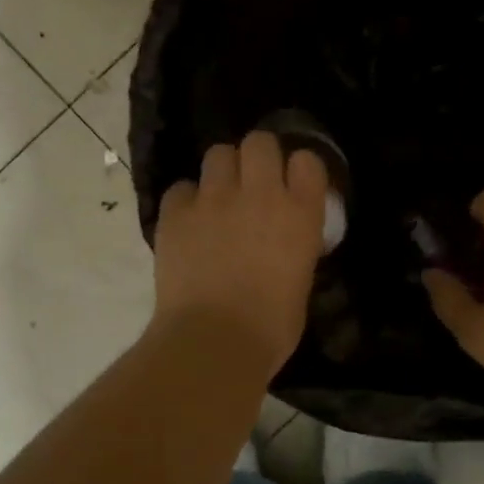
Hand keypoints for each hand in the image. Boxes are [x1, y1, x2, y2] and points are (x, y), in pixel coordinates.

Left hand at [151, 132, 329, 379]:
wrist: (213, 341)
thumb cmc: (270, 328)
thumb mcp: (300, 282)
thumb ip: (295, 249)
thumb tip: (284, 244)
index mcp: (300, 213)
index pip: (307, 161)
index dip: (298, 170)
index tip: (293, 186)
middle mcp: (260, 194)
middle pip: (259, 142)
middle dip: (257, 157)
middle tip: (252, 184)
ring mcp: (214, 199)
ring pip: (218, 153)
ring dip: (221, 172)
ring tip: (218, 199)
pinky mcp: (176, 213)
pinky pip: (181, 188)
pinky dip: (185, 202)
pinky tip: (188, 224)